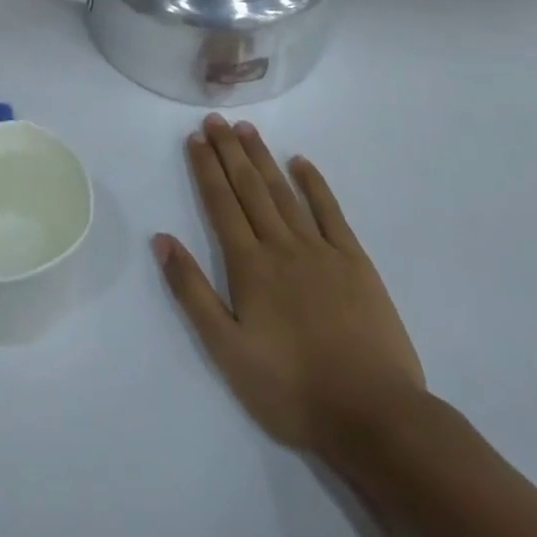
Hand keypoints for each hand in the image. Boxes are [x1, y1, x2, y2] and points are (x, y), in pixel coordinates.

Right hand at [154, 115, 426, 476]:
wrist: (374, 417)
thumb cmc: (292, 390)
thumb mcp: (227, 351)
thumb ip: (192, 292)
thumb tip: (161, 239)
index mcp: (249, 266)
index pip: (221, 204)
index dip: (206, 169)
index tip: (195, 138)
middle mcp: (281, 246)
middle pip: (250, 188)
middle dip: (229, 151)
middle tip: (215, 119)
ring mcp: (321, 250)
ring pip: (284, 192)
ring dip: (263, 158)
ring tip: (246, 130)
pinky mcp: (355, 262)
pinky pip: (330, 212)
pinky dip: (314, 184)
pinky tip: (301, 162)